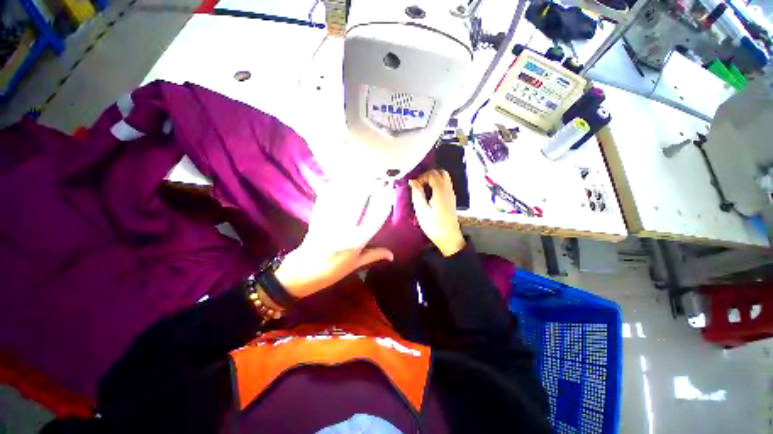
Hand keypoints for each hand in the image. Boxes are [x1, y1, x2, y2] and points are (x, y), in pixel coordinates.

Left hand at [274, 182, 394, 298]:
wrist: (301, 273)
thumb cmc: (331, 272)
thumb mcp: (355, 266)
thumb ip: (374, 255)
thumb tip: (392, 255)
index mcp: (356, 242)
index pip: (375, 219)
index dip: (383, 204)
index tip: (388, 194)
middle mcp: (344, 229)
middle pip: (358, 201)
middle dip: (367, 187)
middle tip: (375, 178)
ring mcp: (329, 221)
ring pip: (342, 197)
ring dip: (351, 184)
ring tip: (360, 175)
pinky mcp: (317, 218)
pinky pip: (326, 200)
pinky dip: (333, 189)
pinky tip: (338, 181)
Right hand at [409, 170, 465, 256]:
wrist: (449, 238)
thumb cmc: (434, 225)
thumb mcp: (421, 210)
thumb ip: (417, 193)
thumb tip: (412, 181)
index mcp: (441, 190)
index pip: (432, 173)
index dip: (421, 177)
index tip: (414, 187)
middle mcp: (448, 189)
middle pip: (440, 173)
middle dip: (428, 175)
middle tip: (419, 185)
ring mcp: (451, 194)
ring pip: (444, 178)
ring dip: (433, 180)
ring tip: (423, 190)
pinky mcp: (451, 199)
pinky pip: (445, 185)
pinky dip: (437, 185)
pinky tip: (429, 196)